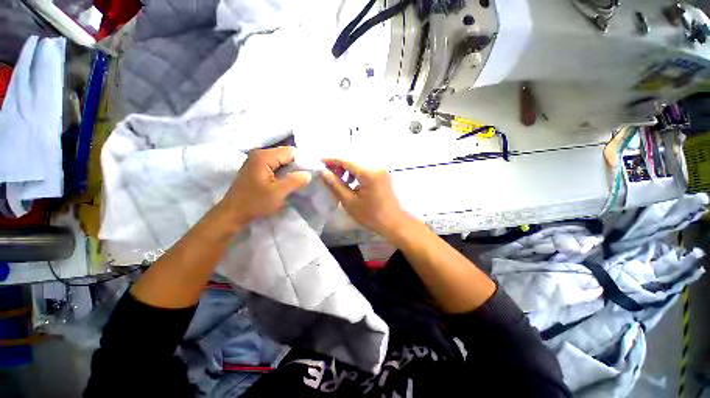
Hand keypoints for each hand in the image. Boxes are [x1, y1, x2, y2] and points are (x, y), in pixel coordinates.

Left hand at [220, 147, 311, 225]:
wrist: (233, 213)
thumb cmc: (255, 202)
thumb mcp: (278, 193)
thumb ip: (295, 181)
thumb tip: (308, 173)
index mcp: (264, 156)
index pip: (290, 151)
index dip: (302, 161)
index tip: (309, 173)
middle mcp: (259, 153)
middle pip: (285, 154)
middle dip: (296, 165)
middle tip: (305, 178)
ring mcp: (256, 160)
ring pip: (281, 160)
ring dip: (290, 169)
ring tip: (297, 180)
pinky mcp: (256, 167)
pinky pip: (275, 165)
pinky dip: (283, 172)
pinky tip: (286, 181)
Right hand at [321, 159, 410, 236]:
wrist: (393, 222)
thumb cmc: (371, 215)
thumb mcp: (349, 202)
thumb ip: (335, 185)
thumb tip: (323, 172)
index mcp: (369, 173)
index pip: (346, 160)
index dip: (332, 160)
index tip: (319, 162)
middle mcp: (376, 165)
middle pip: (353, 158)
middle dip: (339, 163)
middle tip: (329, 174)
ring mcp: (381, 168)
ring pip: (359, 161)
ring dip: (347, 167)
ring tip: (340, 180)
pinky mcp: (382, 173)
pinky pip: (365, 166)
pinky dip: (355, 171)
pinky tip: (351, 181)